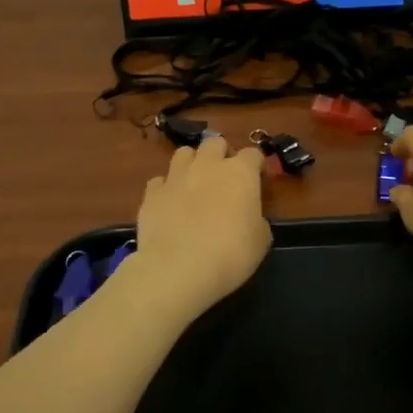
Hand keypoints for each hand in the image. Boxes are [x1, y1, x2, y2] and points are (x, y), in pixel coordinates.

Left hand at [131, 135, 270, 315]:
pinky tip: (169, 204)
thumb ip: (257, 220)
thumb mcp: (261, 241)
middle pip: (215, 143)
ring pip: (184, 153)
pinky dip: (166, 188)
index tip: (258, 180)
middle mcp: (207, 166)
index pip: (253, 154)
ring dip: (192, 163)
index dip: (256, 166)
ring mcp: (176, 177)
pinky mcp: (151, 194)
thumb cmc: (230, 254)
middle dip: (222, 154)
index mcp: (240, 173)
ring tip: (194, 184)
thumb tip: (249, 218)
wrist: (178, 269)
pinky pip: (159, 181)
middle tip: (224, 178)